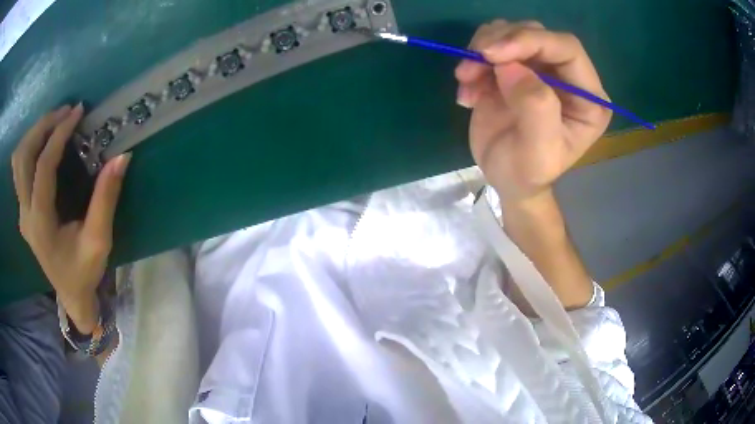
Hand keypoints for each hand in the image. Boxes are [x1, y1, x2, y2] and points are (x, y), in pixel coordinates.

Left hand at [11, 104, 130, 332]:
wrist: (71, 296)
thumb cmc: (84, 272)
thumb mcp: (99, 241)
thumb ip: (106, 199)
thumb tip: (122, 158)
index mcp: (41, 224)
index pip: (43, 168)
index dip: (59, 136)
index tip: (77, 113)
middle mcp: (26, 215)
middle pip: (23, 157)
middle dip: (42, 127)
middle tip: (64, 112)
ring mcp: (22, 212)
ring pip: (18, 160)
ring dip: (34, 134)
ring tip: (54, 121)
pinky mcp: (23, 210)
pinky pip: (19, 169)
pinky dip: (29, 147)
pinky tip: (43, 142)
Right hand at [455, 20, 611, 203]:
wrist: (506, 179)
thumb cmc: (527, 173)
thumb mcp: (538, 151)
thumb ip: (535, 107)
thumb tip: (510, 65)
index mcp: (587, 96)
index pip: (566, 48)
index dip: (531, 40)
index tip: (492, 53)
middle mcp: (567, 76)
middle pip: (536, 33)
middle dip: (500, 43)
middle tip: (471, 65)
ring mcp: (540, 69)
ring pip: (510, 33)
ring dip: (481, 51)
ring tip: (467, 80)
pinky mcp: (514, 68)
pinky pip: (491, 46)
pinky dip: (473, 62)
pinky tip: (468, 91)